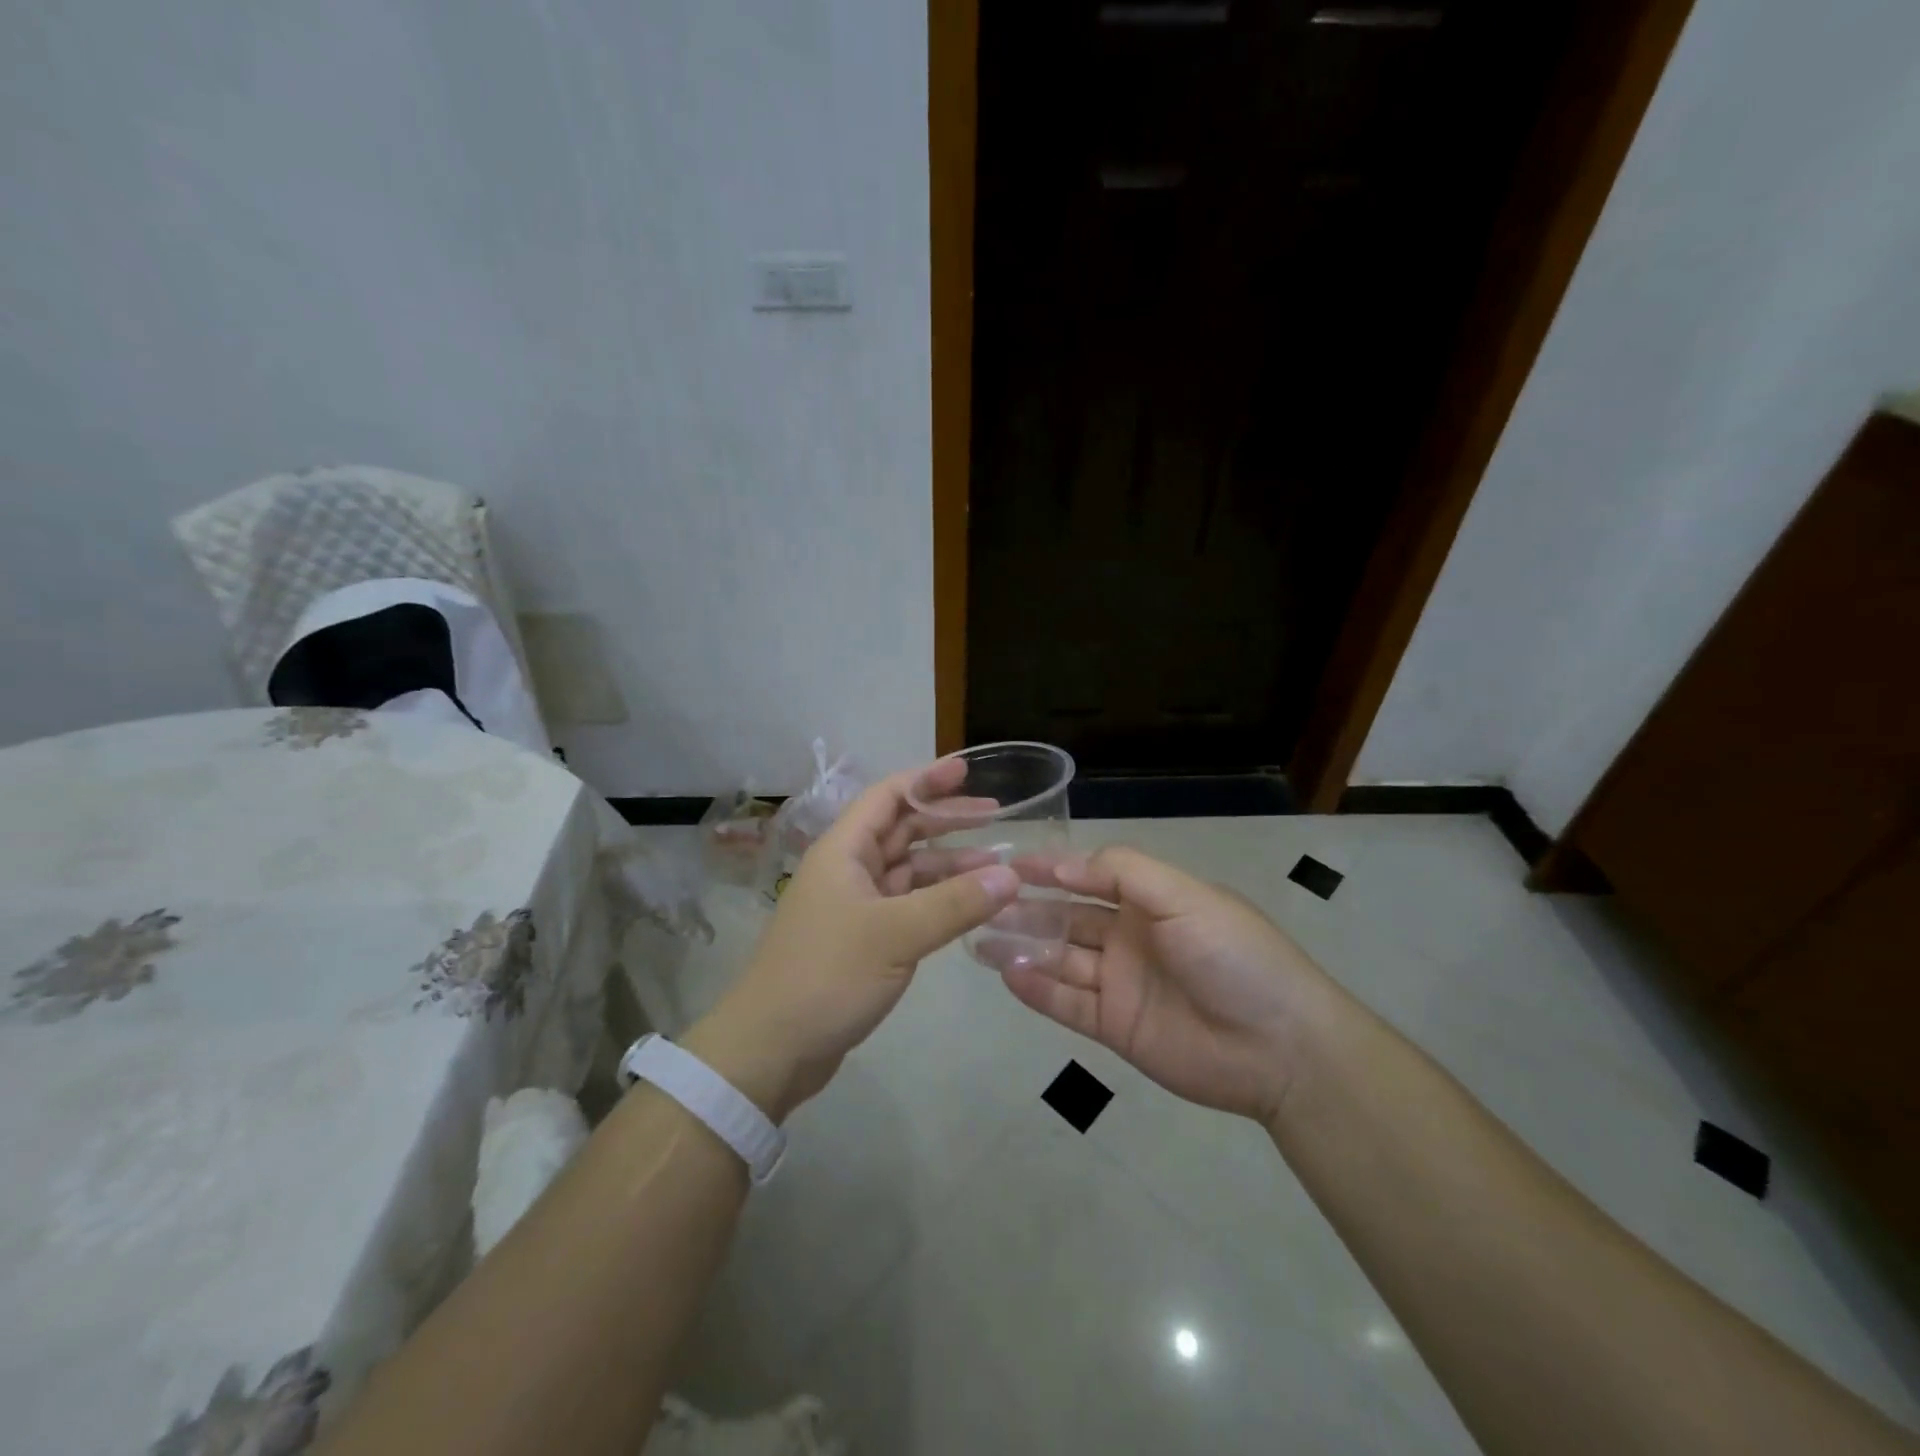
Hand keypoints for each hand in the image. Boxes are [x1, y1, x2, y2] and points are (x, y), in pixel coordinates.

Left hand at [688, 761, 1019, 1120]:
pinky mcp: (861, 939)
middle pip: (901, 830)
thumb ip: (955, 903)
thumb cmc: (827, 975)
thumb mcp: (896, 935)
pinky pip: (907, 905)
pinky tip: (969, 907)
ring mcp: (853, 905)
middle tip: (996, 817)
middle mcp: (848, 869)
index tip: (969, 771)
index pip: (888, 796)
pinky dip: (937, 901)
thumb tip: (1011, 875)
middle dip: (946, 821)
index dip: (928, 780)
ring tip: (997, 869)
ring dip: (948, 866)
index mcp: (844, 851)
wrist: (771, 1048)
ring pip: (907, 871)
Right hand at [1001, 847, 1334, 1124]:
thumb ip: (1123, 872)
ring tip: (978, 937)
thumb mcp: (1184, 897)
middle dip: (1026, 908)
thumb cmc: (1234, 956)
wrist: (1279, 1047)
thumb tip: (1061, 864)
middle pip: (1067, 918)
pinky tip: (1006, 974)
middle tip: (980, 901)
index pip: (1089, 876)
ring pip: (1060, 959)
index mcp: (1150, 901)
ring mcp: (1120, 983)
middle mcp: (1129, 937)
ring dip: (1022, 947)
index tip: (1009, 863)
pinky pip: (1067, 1004)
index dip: (1051, 869)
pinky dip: (1037, 989)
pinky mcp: (1115, 1026)